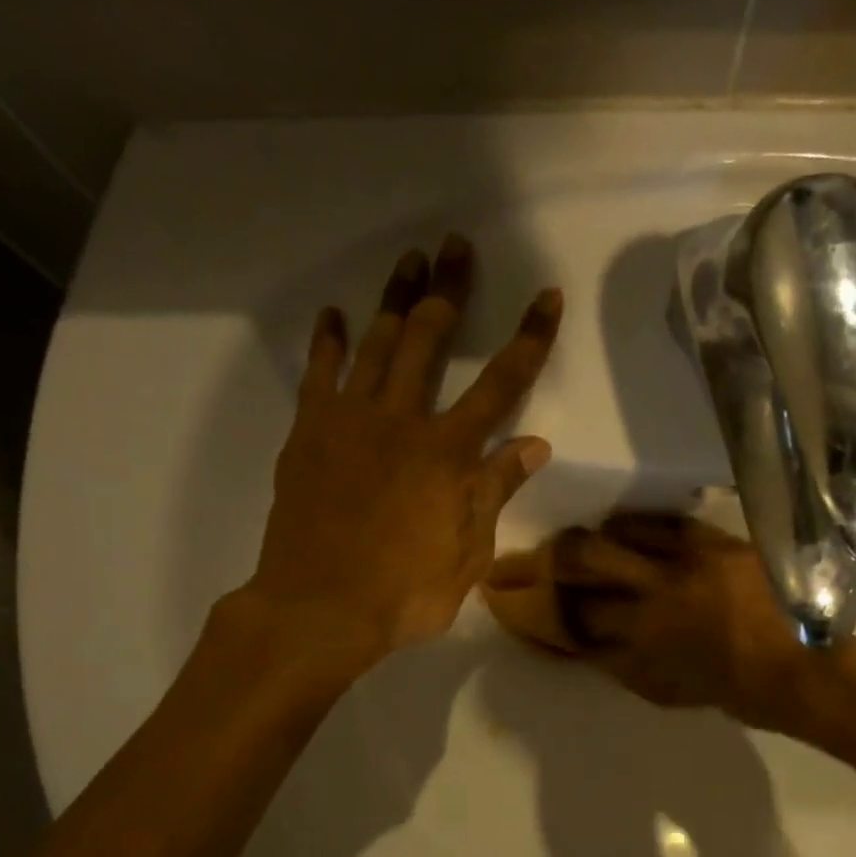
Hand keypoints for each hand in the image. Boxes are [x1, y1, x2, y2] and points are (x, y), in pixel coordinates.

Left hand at [239, 234, 562, 673]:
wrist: (320, 608)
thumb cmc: (405, 594)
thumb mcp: (469, 554)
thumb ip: (496, 492)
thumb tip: (535, 445)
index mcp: (449, 454)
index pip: (501, 384)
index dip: (529, 339)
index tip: (546, 297)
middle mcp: (402, 420)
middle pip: (429, 339)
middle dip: (449, 291)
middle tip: (456, 248)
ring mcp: (349, 420)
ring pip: (376, 343)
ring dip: (394, 298)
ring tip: (410, 260)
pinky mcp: (309, 431)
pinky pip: (319, 373)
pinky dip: (328, 341)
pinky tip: (335, 315)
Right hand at [482, 513, 853, 733]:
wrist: (807, 671)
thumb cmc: (736, 693)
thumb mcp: (667, 692)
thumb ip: (621, 665)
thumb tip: (583, 644)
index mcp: (642, 638)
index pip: (573, 616)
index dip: (540, 609)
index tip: (519, 602)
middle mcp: (656, 593)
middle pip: (586, 560)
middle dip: (553, 558)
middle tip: (541, 557)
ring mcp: (689, 563)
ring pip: (622, 533)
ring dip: (596, 537)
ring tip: (588, 539)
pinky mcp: (719, 544)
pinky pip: (668, 523)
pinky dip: (640, 525)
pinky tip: (629, 528)